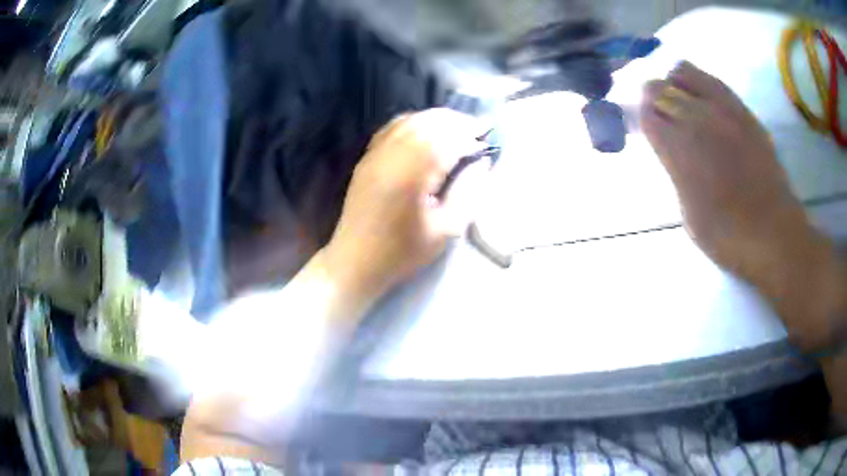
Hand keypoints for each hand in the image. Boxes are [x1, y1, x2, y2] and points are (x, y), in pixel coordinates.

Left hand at [324, 109, 489, 298]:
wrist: (355, 261)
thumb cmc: (403, 251)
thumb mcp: (446, 229)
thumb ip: (467, 191)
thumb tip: (482, 162)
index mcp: (412, 175)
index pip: (447, 139)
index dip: (471, 133)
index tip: (490, 135)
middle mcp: (391, 155)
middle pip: (428, 122)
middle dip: (456, 121)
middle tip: (477, 130)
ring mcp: (375, 154)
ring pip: (410, 120)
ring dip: (436, 119)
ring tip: (457, 129)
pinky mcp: (367, 158)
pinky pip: (392, 127)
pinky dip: (414, 122)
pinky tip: (426, 132)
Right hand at [640, 61, 841, 349]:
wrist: (774, 234)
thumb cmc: (728, 236)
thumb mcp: (688, 213)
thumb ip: (676, 171)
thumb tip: (673, 149)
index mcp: (679, 149)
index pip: (646, 114)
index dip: (642, 120)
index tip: (648, 129)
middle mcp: (697, 119)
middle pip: (658, 88)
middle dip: (653, 100)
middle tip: (662, 118)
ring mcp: (723, 109)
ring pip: (684, 71)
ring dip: (675, 84)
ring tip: (684, 104)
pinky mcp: (743, 111)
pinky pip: (713, 80)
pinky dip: (701, 84)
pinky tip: (707, 104)